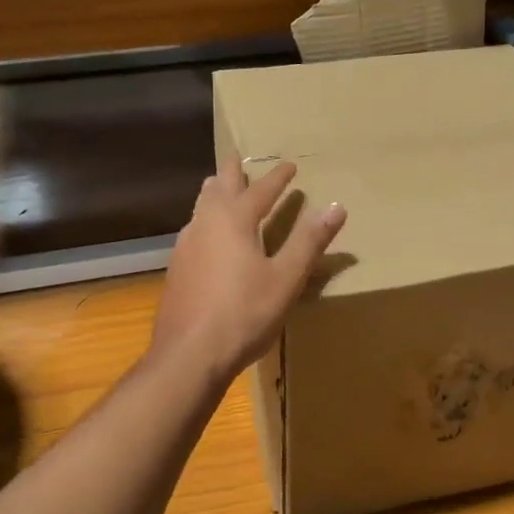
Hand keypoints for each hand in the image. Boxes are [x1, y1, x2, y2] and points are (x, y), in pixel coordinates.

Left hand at [151, 155, 346, 382]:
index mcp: (234, 220)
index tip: (290, 166)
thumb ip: (309, 241)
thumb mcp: (286, 278)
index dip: (278, 178)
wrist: (190, 354)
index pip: (261, 190)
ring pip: (200, 208)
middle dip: (233, 173)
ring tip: (220, 189)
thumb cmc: (244, 314)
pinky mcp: (177, 269)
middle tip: (239, 159)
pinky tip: (207, 238)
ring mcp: (185, 246)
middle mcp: (205, 224)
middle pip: (220, 188)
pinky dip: (205, 221)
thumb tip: (336, 206)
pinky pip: (193, 231)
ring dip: (214, 194)